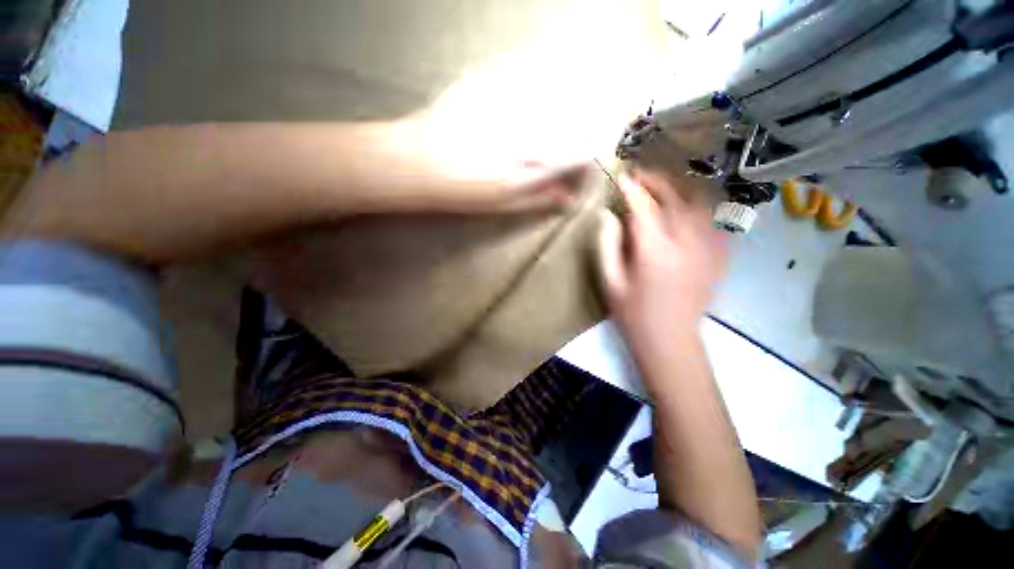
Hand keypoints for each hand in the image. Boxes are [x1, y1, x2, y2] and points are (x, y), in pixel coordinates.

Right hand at [598, 169, 727, 351]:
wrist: (670, 340)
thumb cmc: (633, 313)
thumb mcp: (610, 281)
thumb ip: (607, 245)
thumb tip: (609, 215)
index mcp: (654, 252)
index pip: (644, 208)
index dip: (632, 189)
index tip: (622, 177)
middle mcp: (686, 244)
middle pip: (676, 198)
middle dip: (657, 181)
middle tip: (641, 176)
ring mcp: (708, 249)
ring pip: (700, 204)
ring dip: (680, 189)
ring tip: (663, 187)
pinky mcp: (719, 257)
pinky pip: (714, 220)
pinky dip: (699, 207)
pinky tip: (687, 208)